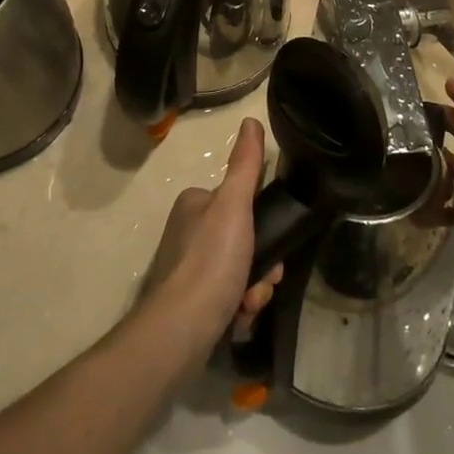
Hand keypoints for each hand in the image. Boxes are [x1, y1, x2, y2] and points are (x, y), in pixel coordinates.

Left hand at [141, 118, 281, 356]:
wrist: (179, 332)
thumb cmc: (210, 261)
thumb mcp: (234, 205)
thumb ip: (245, 165)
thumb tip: (250, 121)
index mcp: (194, 204)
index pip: (240, 202)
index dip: (263, 223)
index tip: (274, 242)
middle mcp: (187, 232)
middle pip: (243, 240)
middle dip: (261, 264)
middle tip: (265, 280)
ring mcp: (186, 270)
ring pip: (239, 271)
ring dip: (254, 288)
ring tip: (250, 304)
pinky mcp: (189, 304)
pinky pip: (227, 297)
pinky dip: (238, 307)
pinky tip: (239, 318)